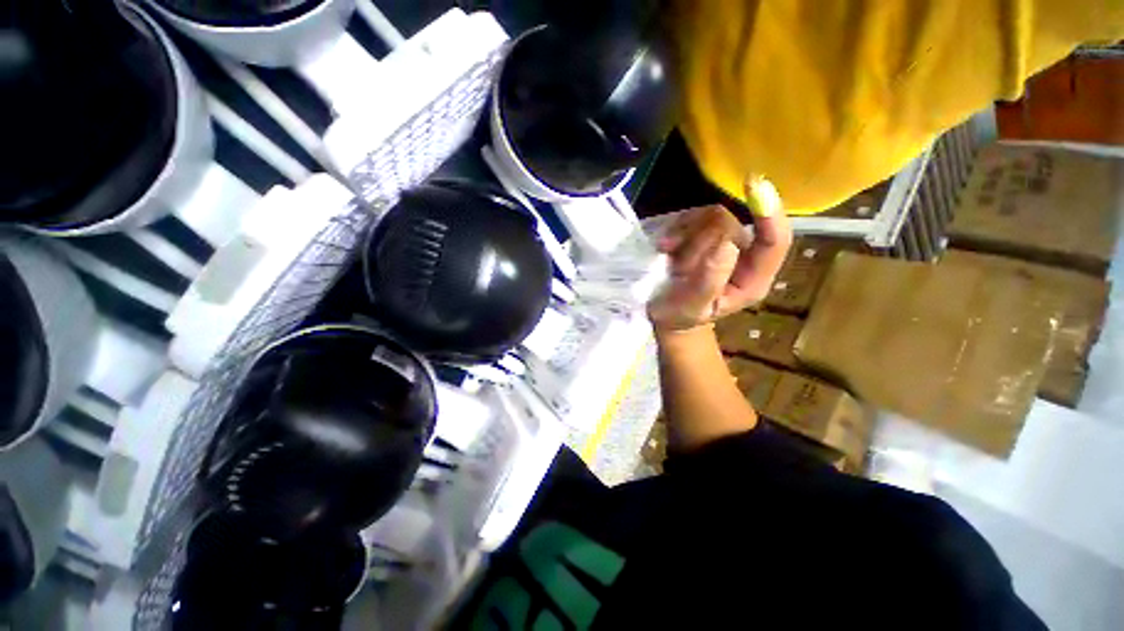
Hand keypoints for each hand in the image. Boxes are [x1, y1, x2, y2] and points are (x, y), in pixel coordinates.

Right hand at [647, 178, 792, 331]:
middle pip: (731, 225)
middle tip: (678, 268)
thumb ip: (709, 281)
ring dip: (686, 235)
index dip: (769, 215)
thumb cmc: (680, 316)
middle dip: (698, 244)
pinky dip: (677, 227)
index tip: (756, 186)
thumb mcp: (692, 307)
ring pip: (711, 216)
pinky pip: (694, 216)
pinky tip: (665, 245)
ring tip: (668, 256)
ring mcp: (722, 241)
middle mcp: (743, 256)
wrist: (665, 313)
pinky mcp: (703, 233)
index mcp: (752, 280)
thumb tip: (726, 244)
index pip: (774, 242)